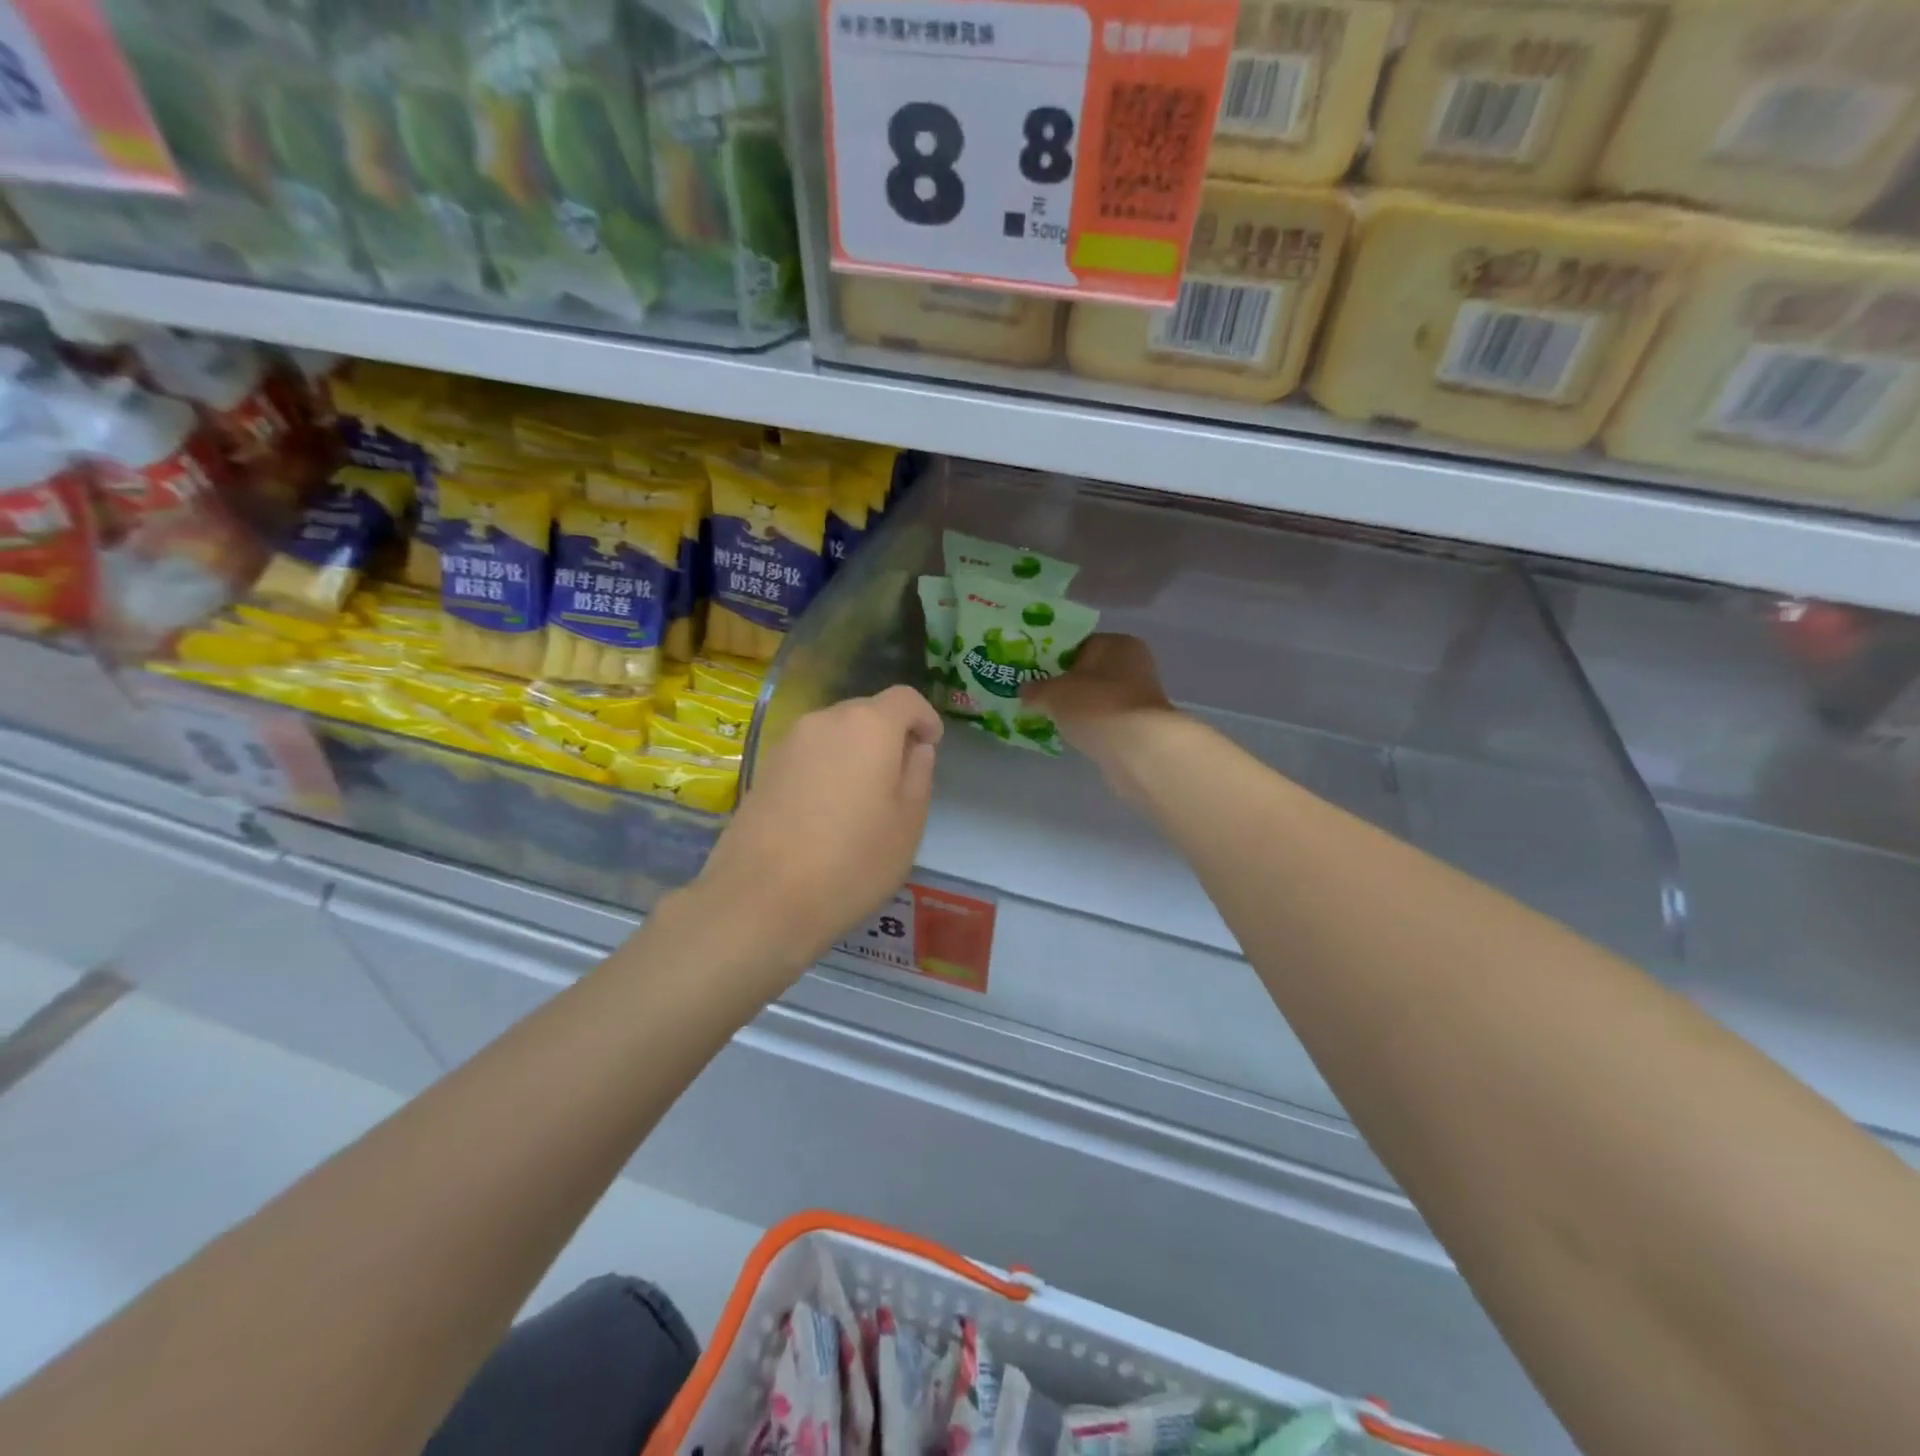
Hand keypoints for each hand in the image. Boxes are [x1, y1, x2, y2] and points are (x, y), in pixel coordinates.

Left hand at [692, 685, 941, 976]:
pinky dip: (826, 769)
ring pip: (835, 734)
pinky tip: (826, 813)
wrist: (761, 899)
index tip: (931, 747)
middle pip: (867, 712)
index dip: (925, 718)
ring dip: (855, 753)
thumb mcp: (908, 824)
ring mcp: (788, 743)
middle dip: (889, 736)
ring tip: (862, 801)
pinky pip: (808, 756)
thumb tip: (915, 748)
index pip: (905, 699)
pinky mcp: (764, 769)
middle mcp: (824, 720)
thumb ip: (919, 775)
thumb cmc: (851, 862)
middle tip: (900, 781)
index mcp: (868, 726)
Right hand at [1021, 633, 1179, 784]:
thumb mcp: (1053, 693)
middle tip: (1039, 697)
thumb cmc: (1095, 705)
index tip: (1034, 675)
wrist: (1136, 749)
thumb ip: (1035, 689)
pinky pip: (1106, 720)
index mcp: (1118, 643)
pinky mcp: (1140, 726)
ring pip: (1098, 697)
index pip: (1080, 644)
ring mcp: (1140, 697)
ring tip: (1052, 718)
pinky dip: (1091, 726)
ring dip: (1079, 707)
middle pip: (1090, 672)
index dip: (1055, 658)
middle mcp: (1135, 664)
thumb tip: (1024, 691)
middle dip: (1066, 685)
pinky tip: (1073, 735)